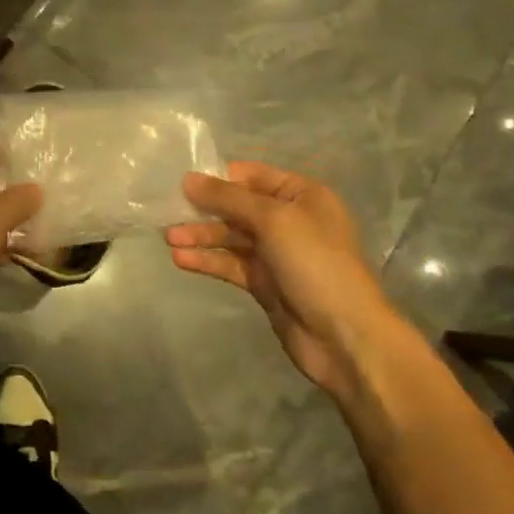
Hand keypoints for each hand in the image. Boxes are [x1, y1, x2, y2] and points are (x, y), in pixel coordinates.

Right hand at [165, 161, 399, 398]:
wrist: (346, 337)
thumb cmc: (316, 264)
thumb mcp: (273, 220)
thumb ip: (228, 198)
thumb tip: (188, 179)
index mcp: (302, 195)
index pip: (252, 176)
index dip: (218, 177)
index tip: (182, 180)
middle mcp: (290, 220)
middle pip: (238, 207)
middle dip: (204, 209)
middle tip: (167, 211)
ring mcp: (277, 254)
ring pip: (231, 237)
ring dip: (201, 236)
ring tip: (169, 239)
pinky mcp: (265, 283)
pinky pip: (230, 264)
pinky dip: (207, 260)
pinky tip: (181, 260)